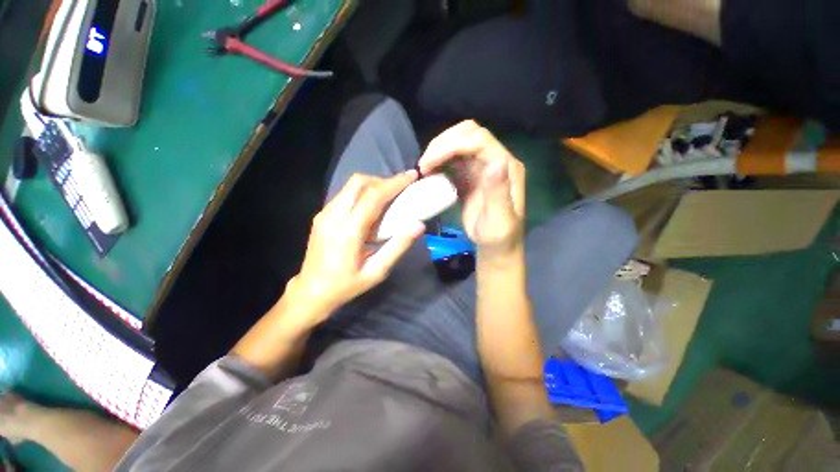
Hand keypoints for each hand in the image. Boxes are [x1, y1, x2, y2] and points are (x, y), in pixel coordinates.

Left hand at [289, 171, 425, 317]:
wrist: (311, 292)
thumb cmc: (346, 285)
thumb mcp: (377, 271)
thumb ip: (398, 246)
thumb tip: (418, 225)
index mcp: (349, 230)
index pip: (373, 196)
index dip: (394, 183)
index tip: (411, 175)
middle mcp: (334, 215)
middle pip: (359, 182)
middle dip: (382, 180)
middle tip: (400, 190)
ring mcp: (324, 213)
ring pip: (351, 186)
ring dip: (372, 186)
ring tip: (389, 198)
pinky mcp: (322, 215)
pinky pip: (345, 195)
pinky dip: (362, 194)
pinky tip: (371, 210)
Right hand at [419, 121, 525, 256]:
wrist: (495, 244)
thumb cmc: (499, 235)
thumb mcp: (501, 219)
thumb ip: (499, 192)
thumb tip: (496, 162)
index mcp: (506, 167)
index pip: (479, 140)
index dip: (452, 146)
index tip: (429, 163)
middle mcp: (495, 160)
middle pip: (468, 134)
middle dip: (443, 144)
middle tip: (424, 164)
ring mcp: (482, 166)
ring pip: (459, 144)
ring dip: (439, 151)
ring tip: (424, 169)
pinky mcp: (470, 175)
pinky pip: (453, 160)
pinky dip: (439, 162)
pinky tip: (430, 173)